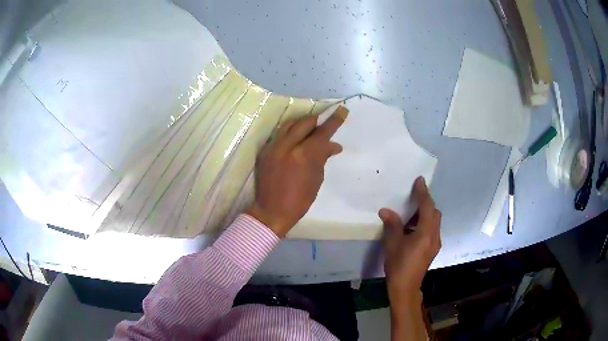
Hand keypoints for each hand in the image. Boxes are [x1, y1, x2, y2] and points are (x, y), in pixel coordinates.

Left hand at [248, 106, 347, 237]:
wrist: (271, 211)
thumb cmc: (299, 200)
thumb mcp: (316, 179)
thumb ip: (322, 158)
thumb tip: (333, 146)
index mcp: (304, 155)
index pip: (322, 133)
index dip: (333, 121)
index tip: (341, 110)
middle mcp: (287, 146)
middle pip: (304, 123)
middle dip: (317, 120)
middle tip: (325, 121)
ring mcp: (273, 147)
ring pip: (289, 125)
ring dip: (302, 124)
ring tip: (310, 127)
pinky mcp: (264, 151)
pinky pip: (279, 135)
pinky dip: (290, 134)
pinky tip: (295, 139)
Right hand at [379, 177, 440, 302]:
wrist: (405, 288)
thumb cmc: (398, 265)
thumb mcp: (393, 244)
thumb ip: (392, 225)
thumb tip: (385, 210)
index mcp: (426, 233)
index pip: (427, 208)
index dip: (423, 193)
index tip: (420, 180)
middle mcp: (434, 236)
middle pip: (434, 213)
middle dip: (426, 203)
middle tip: (413, 197)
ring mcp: (435, 243)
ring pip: (434, 222)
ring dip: (425, 213)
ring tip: (411, 212)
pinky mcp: (432, 249)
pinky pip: (432, 230)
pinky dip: (425, 223)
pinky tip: (412, 228)